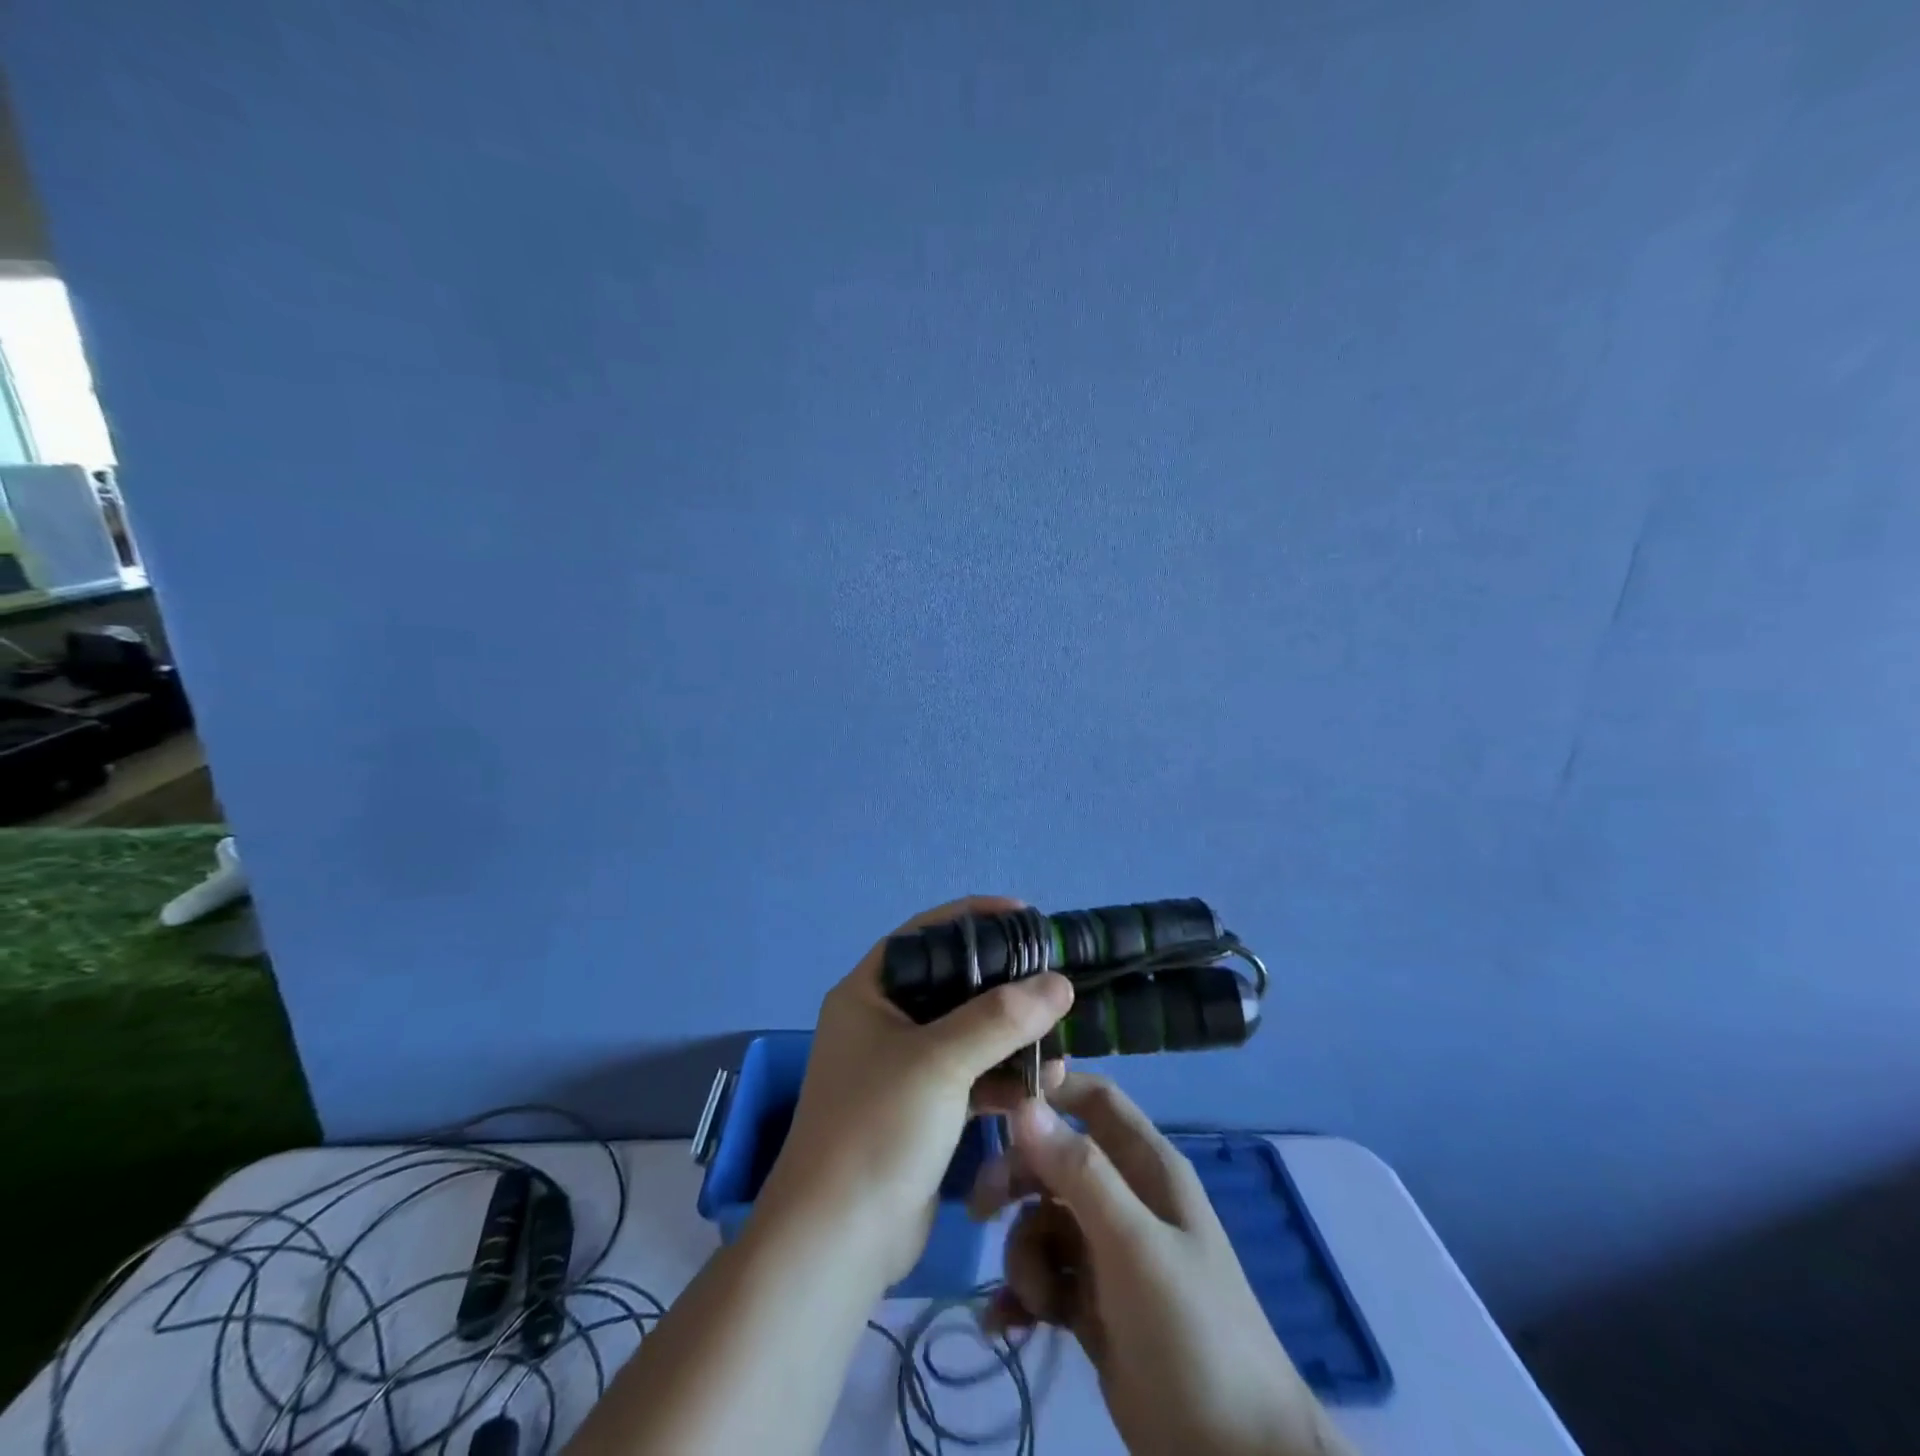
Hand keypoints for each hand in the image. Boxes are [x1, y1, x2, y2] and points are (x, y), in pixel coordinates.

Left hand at [763, 896, 1072, 1284]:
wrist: (838, 1242)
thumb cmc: (877, 1128)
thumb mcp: (940, 1061)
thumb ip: (1000, 1017)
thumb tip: (1059, 981)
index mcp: (869, 992)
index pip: (926, 935)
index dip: (975, 918)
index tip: (1026, 916)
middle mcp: (883, 1021)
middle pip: (952, 983)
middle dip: (1003, 982)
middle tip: (1053, 978)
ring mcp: (903, 1067)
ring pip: (967, 1032)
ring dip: (1011, 1035)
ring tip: (1059, 1040)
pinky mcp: (923, 1108)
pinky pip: (971, 1075)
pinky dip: (1004, 1077)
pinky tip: (1043, 1084)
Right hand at [971, 1073, 1356, 1455]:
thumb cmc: (1192, 1333)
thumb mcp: (1134, 1246)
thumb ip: (1080, 1174)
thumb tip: (1025, 1105)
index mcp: (1147, 1168)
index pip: (1093, 1099)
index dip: (1049, 1092)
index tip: (996, 1107)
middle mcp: (1126, 1199)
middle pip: (1054, 1161)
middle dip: (1016, 1181)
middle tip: (980, 1211)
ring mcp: (1108, 1253)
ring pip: (1042, 1222)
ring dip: (1024, 1257)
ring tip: (1038, 1303)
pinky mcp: (1093, 1305)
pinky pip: (1044, 1277)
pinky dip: (1022, 1296)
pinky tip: (1005, 1325)